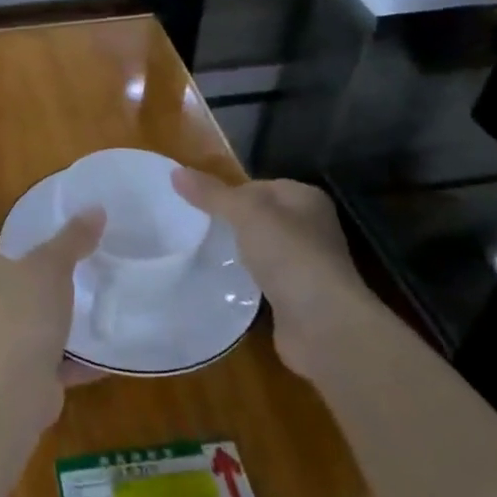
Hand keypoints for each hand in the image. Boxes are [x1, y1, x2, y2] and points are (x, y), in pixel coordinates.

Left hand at [0, 209, 105, 423]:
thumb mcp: (52, 264)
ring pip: (19, 330)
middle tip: (71, 287)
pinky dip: (63, 362)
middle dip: (33, 295)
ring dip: (47, 331)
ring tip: (85, 321)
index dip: (15, 257)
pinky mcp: (1, 379)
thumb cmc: (21, 310)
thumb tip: (96, 208)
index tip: (48, 260)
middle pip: (3, 294)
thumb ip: (73, 238)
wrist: (8, 386)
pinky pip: (37, 363)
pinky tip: (96, 360)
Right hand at [171, 170, 376, 373]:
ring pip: (260, 250)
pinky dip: (244, 282)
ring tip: (201, 255)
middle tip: (194, 230)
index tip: (197, 206)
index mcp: (306, 199)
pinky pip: (262, 280)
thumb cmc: (289, 255)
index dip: (229, 193)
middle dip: (230, 224)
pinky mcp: (295, 297)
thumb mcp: (245, 214)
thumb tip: (175, 171)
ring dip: (236, 254)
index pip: (259, 185)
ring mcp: (305, 265)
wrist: (322, 324)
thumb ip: (212, 194)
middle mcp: (310, 228)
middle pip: (259, 218)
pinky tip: (223, 284)